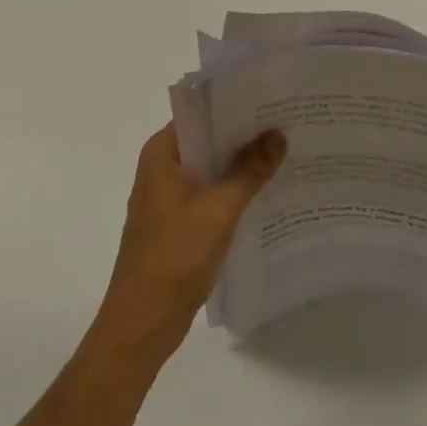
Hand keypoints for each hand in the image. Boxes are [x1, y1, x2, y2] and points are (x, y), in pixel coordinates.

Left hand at [95, 123, 286, 360]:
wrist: (141, 325)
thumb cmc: (175, 256)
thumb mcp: (220, 209)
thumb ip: (250, 170)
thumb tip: (278, 134)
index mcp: (162, 152)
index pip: (201, 113)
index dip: (234, 106)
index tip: (270, 100)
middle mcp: (161, 166)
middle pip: (207, 140)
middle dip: (243, 136)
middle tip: (285, 124)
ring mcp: (166, 196)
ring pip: (209, 168)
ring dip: (238, 165)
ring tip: (282, 154)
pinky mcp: (175, 222)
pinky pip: (207, 193)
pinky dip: (231, 190)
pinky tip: (263, 193)